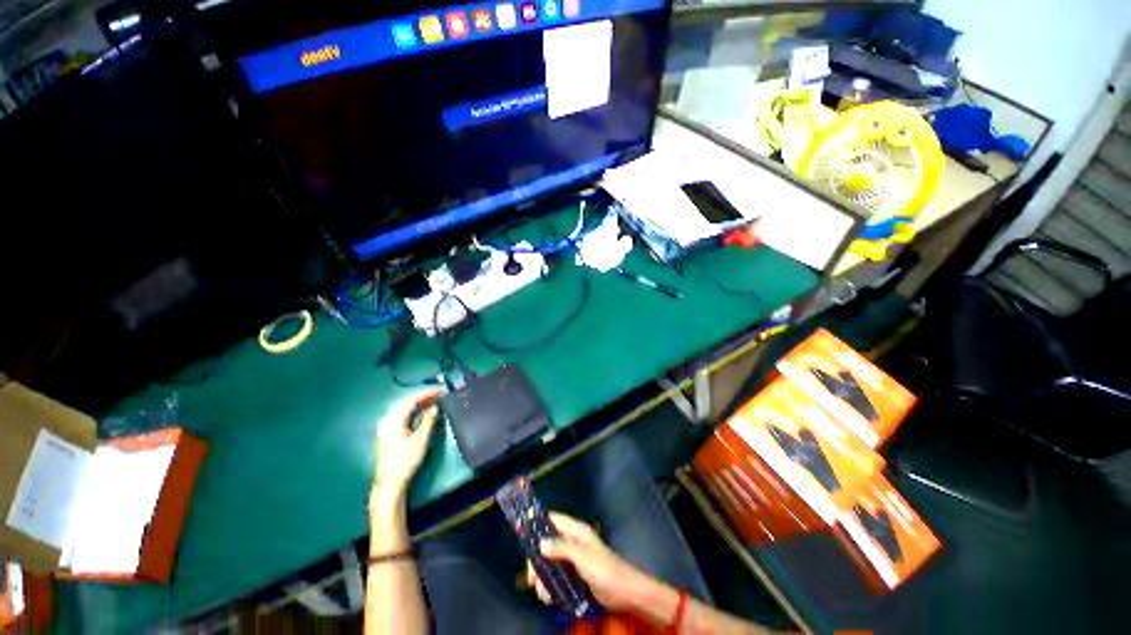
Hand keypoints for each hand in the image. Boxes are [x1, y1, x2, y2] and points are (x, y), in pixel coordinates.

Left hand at [371, 391, 441, 508]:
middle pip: (405, 403)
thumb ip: (429, 420)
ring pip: (402, 409)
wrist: (391, 482)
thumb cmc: (407, 459)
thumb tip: (435, 407)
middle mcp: (387, 420)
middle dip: (422, 398)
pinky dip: (412, 412)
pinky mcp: (387, 435)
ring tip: (432, 402)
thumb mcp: (422, 438)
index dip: (427, 394)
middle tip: (438, 396)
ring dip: (417, 405)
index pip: (411, 400)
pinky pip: (400, 416)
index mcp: (394, 419)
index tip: (440, 392)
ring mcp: (385, 428)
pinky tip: (420, 414)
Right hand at [526, 512, 667, 614]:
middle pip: (548, 544)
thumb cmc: (604, 568)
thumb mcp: (581, 557)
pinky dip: (551, 586)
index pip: (553, 520)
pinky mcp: (576, 575)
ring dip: (543, 578)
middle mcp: (573, 542)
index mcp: (575, 531)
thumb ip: (561, 549)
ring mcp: (574, 559)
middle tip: (531, 579)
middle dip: (538, 561)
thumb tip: (540, 543)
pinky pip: (558, 577)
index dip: (539, 524)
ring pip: (551, 563)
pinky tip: (548, 598)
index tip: (523, 536)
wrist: (625, 591)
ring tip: (541, 594)